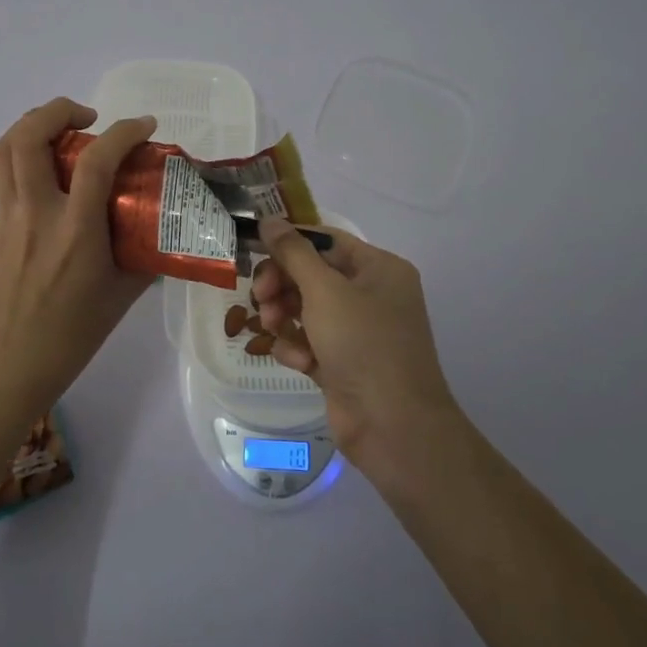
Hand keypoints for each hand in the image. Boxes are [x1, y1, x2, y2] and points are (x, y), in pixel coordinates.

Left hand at [0, 98, 157, 421]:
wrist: (6, 371)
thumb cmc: (71, 338)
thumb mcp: (121, 297)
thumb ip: (142, 256)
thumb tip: (160, 230)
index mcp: (75, 231)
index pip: (97, 160)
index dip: (124, 131)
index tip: (145, 126)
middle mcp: (35, 215)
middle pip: (29, 136)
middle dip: (58, 110)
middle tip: (87, 117)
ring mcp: (4, 221)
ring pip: (4, 151)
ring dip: (32, 128)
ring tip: (60, 136)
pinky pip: (5, 185)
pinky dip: (27, 169)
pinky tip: (48, 197)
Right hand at [251, 219, 461, 485]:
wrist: (393, 426)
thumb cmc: (363, 344)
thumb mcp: (324, 290)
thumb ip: (293, 253)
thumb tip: (269, 219)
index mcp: (379, 268)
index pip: (325, 241)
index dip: (289, 243)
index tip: (253, 250)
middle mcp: (371, 294)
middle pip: (311, 274)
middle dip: (282, 285)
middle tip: (260, 297)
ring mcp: (358, 331)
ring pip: (305, 308)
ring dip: (284, 316)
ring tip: (273, 329)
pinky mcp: (343, 362)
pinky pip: (310, 340)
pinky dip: (298, 347)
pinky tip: (299, 362)